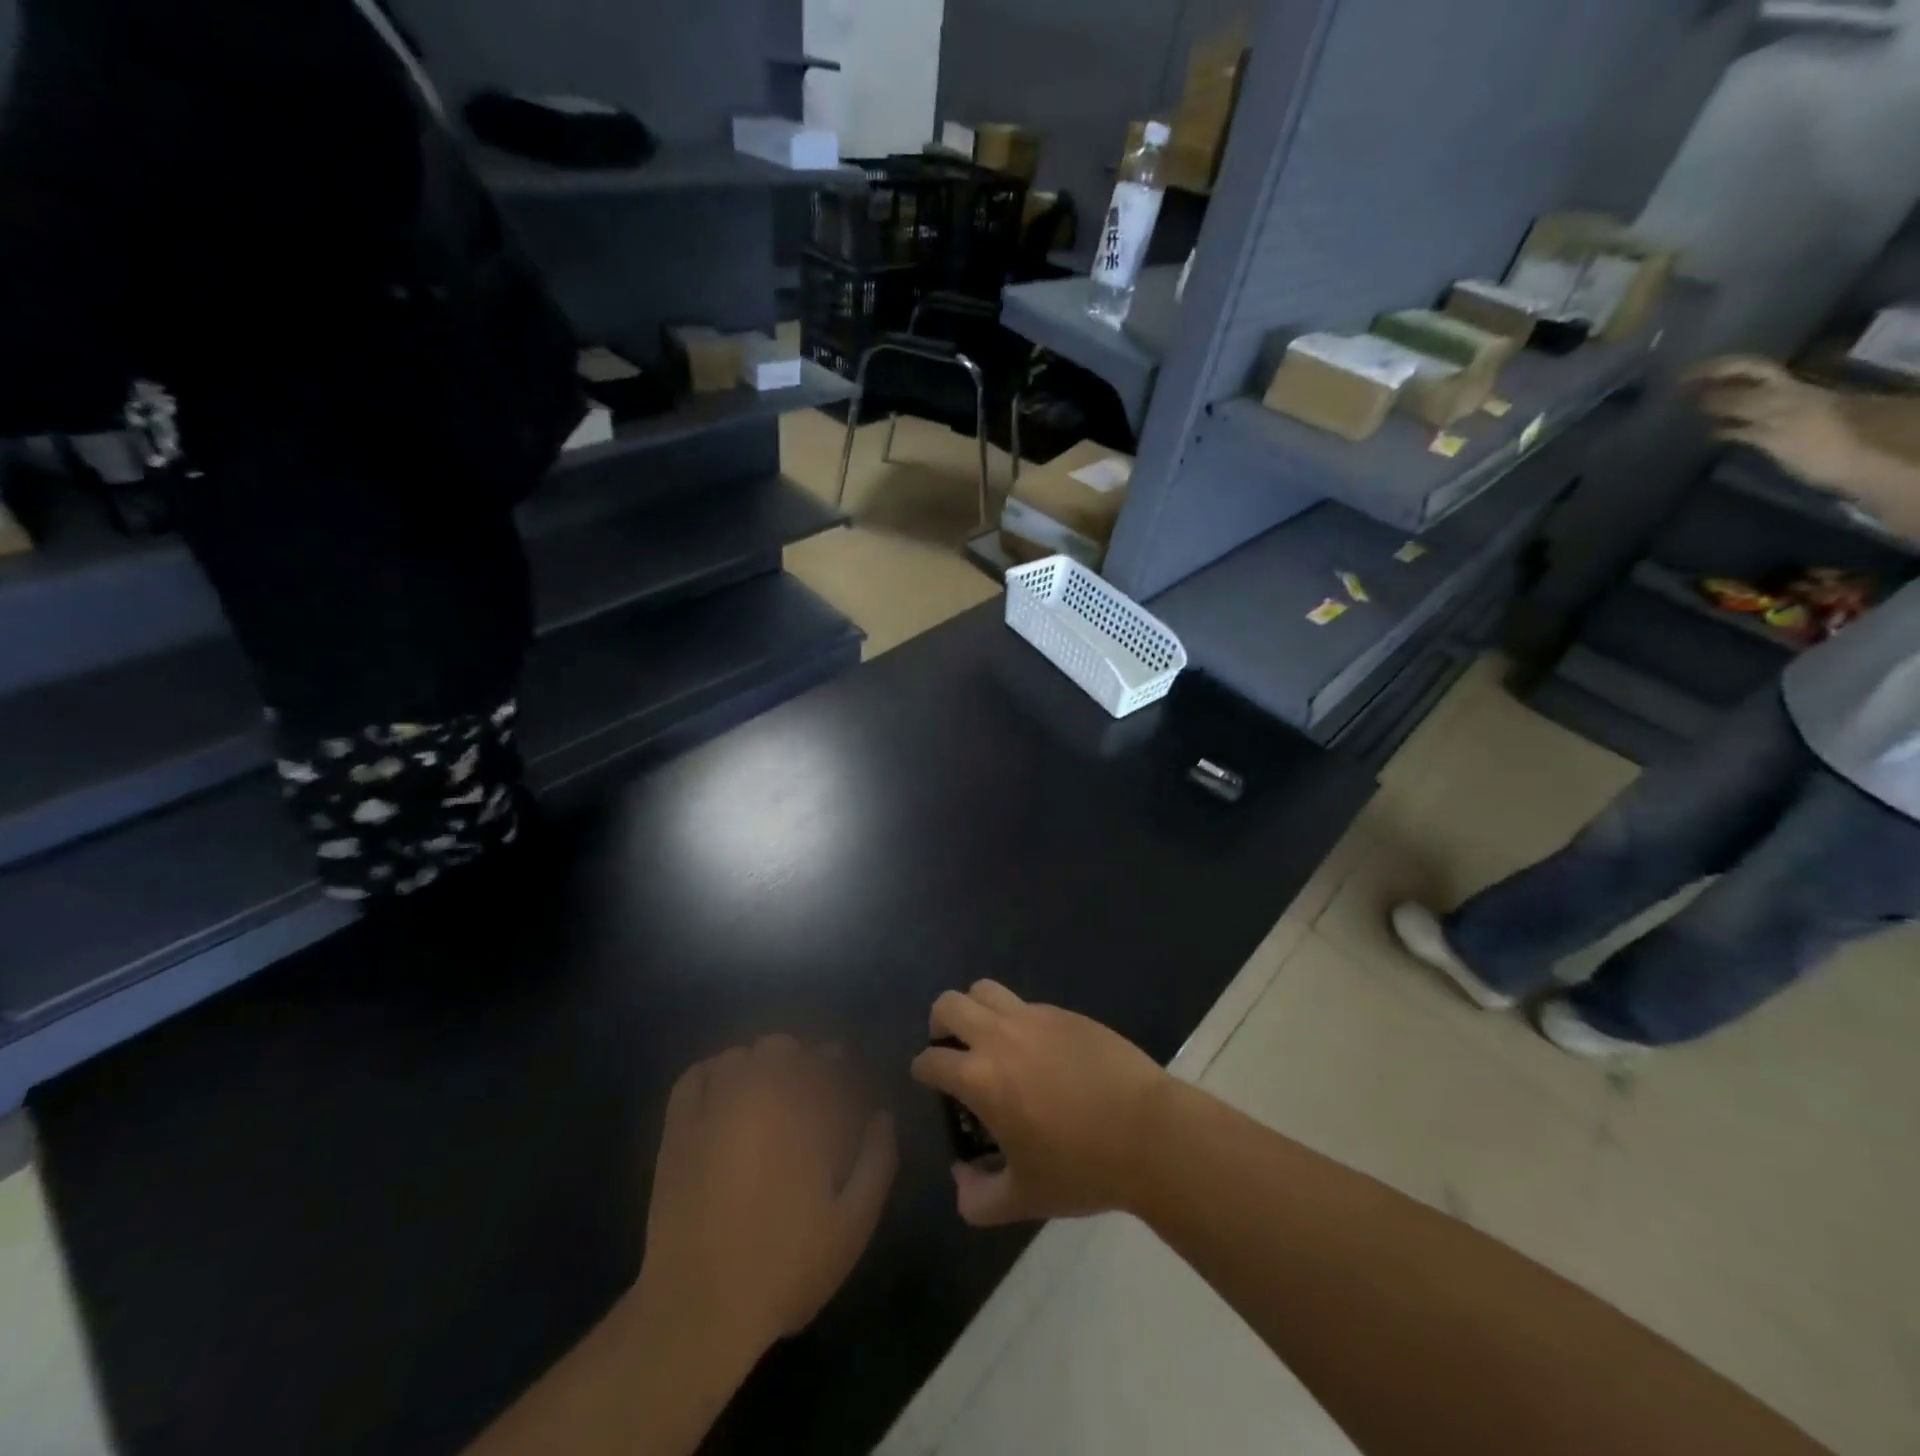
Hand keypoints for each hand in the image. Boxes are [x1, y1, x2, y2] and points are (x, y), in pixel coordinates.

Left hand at [636, 1037, 896, 1366]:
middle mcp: (760, 1096)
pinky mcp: (679, 1129)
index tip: (846, 1083)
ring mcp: (714, 1108)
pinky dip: (714, 1072)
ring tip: (767, 1094)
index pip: (828, 1062)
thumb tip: (883, 1115)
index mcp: (805, 1114)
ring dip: (759, 1065)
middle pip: (782, 1047)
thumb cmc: (786, 1265)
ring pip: (741, 1055)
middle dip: (801, 1060)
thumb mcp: (853, 1223)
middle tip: (808, 1093)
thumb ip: (877, 1159)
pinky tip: (724, 1095)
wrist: (701, 1309)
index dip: (840, 1065)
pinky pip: (696, 1075)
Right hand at [910, 981, 1171, 1225]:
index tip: (931, 1084)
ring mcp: (1034, 1018)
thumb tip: (961, 1180)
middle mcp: (999, 1037)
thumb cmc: (1082, 1168)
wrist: (1149, 1133)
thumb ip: (978, 1198)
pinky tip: (1038, 1052)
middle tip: (953, 1052)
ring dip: (975, 1009)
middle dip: (940, 1025)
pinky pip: (1026, 1004)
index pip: (931, 1060)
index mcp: (980, 1078)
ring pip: (985, 989)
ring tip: (989, 1040)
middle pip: (949, 1005)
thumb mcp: (1025, 1199)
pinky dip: (1017, 1019)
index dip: (923, 1071)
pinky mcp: (1065, 1013)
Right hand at [1683, 355, 1864, 492]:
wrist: (1870, 467)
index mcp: (1785, 390)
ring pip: (1740, 405)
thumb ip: (1743, 407)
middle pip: (1742, 383)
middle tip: (1673, 393)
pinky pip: (1743, 429)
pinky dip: (1721, 429)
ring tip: (1680, 413)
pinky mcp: (1776, 441)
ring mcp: (1779, 419)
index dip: (1714, 369)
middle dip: (1711, 384)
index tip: (1677, 379)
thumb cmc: (1827, 442)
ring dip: (1712, 407)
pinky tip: (1704, 435)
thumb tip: (1698, 398)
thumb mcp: (1783, 419)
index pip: (1745, 369)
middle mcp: (1782, 398)